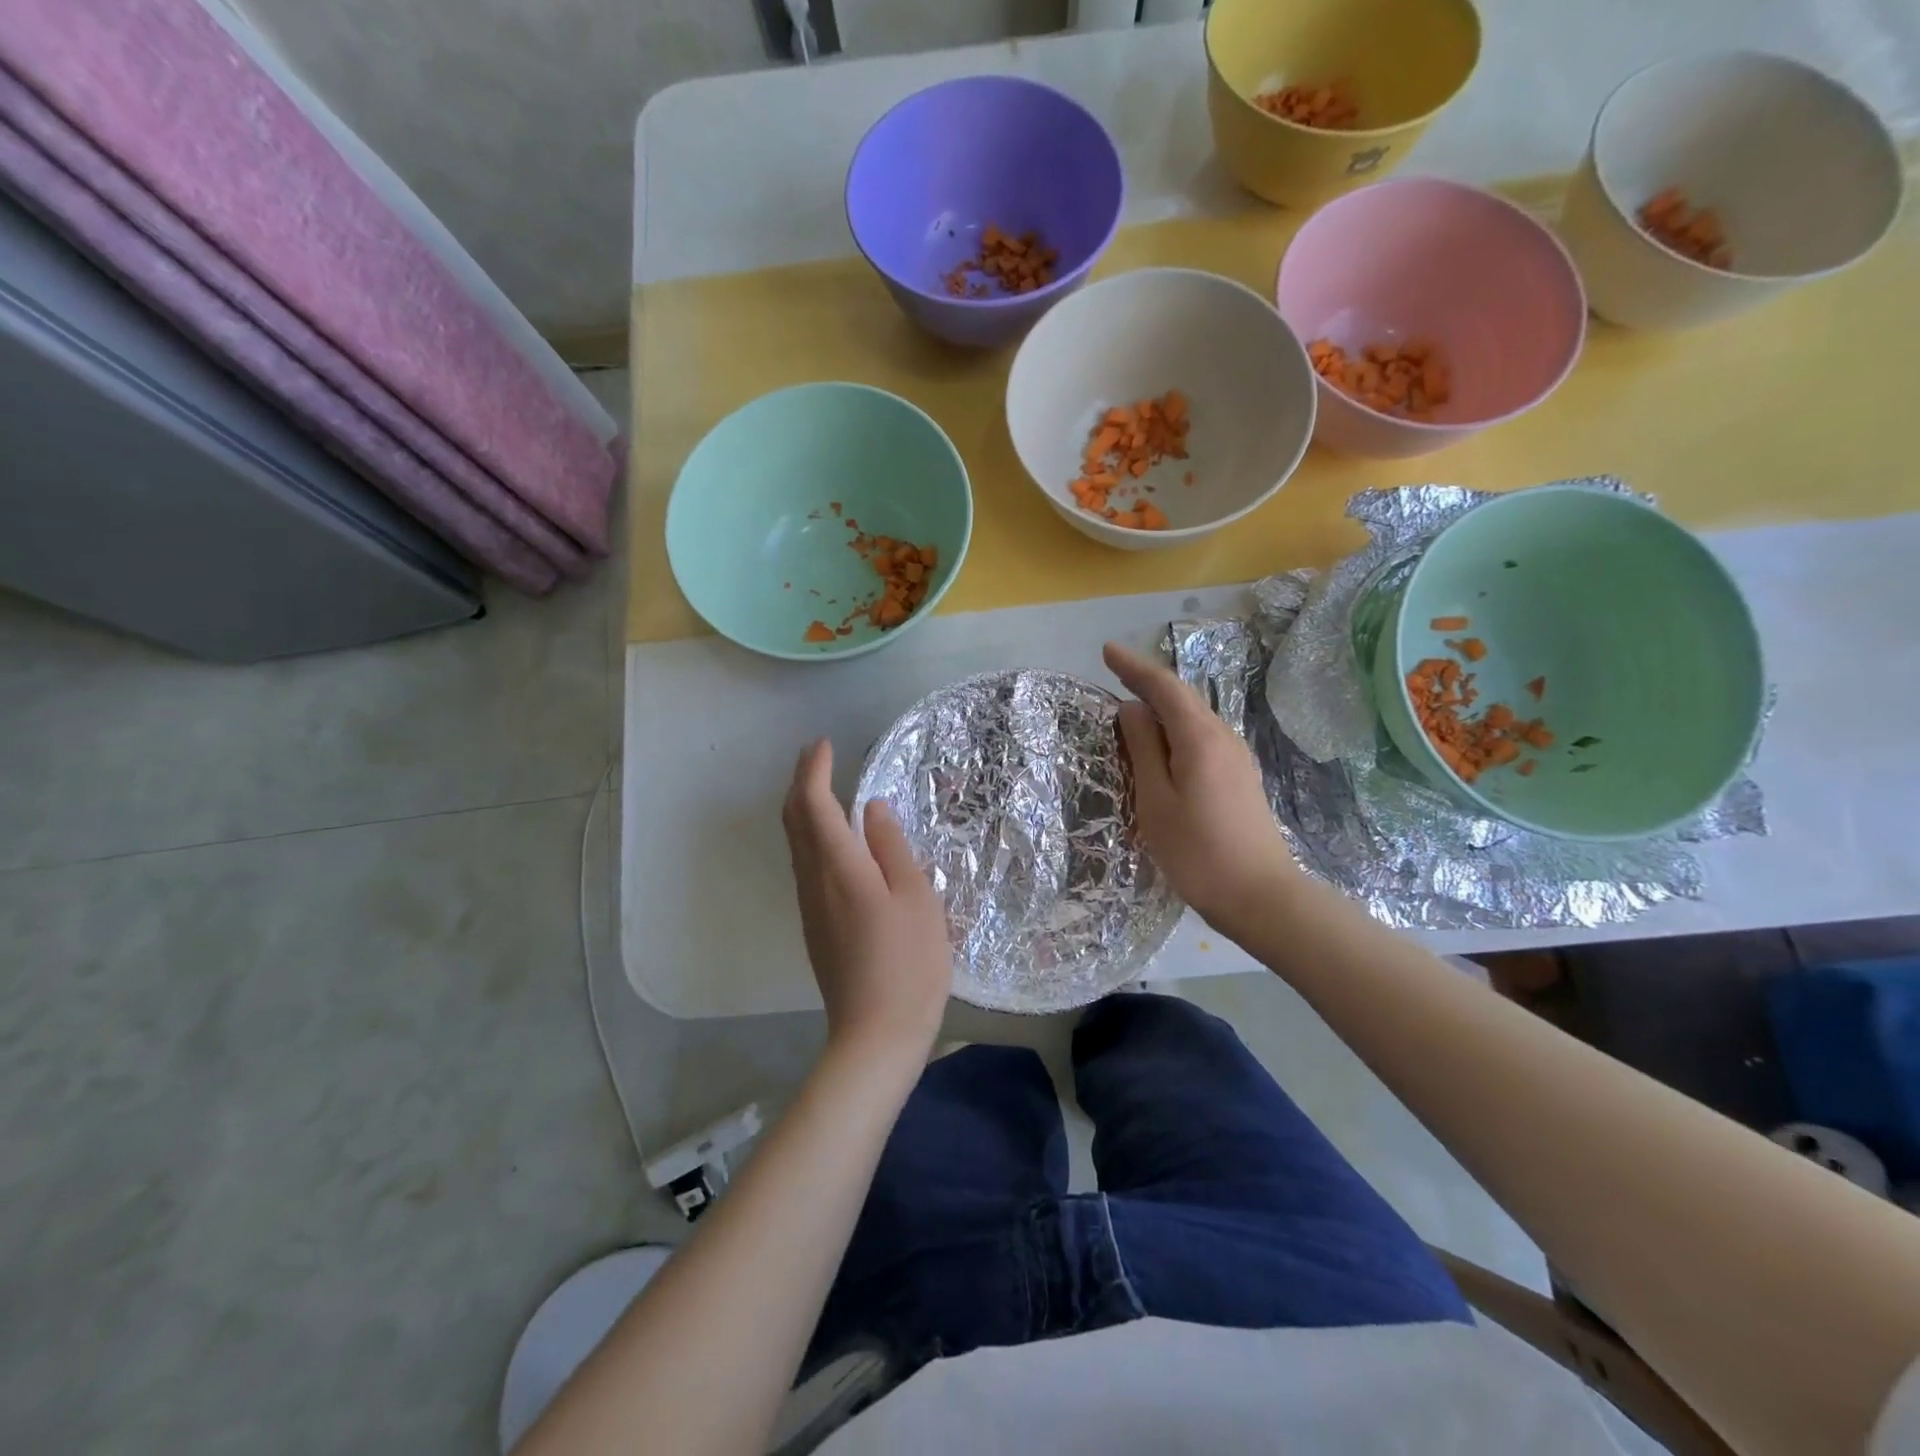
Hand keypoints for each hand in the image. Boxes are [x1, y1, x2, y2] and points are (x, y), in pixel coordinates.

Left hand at [783, 740, 952, 1061]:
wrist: (875, 1035)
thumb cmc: (908, 963)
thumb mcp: (916, 898)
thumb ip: (892, 848)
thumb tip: (872, 809)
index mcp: (840, 868)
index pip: (813, 804)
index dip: (814, 770)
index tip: (823, 744)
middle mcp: (813, 881)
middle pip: (792, 820)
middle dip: (799, 782)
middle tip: (817, 756)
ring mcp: (810, 906)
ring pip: (794, 843)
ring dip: (803, 808)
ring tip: (824, 787)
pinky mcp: (814, 926)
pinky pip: (804, 864)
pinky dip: (811, 836)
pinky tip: (833, 839)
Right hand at [1104, 642, 1299, 940]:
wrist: (1261, 895)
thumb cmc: (1198, 852)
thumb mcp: (1156, 801)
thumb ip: (1142, 750)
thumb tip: (1132, 709)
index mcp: (1199, 738)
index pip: (1164, 687)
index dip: (1134, 667)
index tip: (1106, 651)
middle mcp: (1223, 737)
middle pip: (1182, 698)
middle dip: (1147, 682)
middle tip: (1114, 673)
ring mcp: (1236, 757)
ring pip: (1193, 718)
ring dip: (1162, 707)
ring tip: (1131, 707)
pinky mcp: (1240, 778)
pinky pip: (1202, 738)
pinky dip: (1176, 730)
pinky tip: (1161, 745)